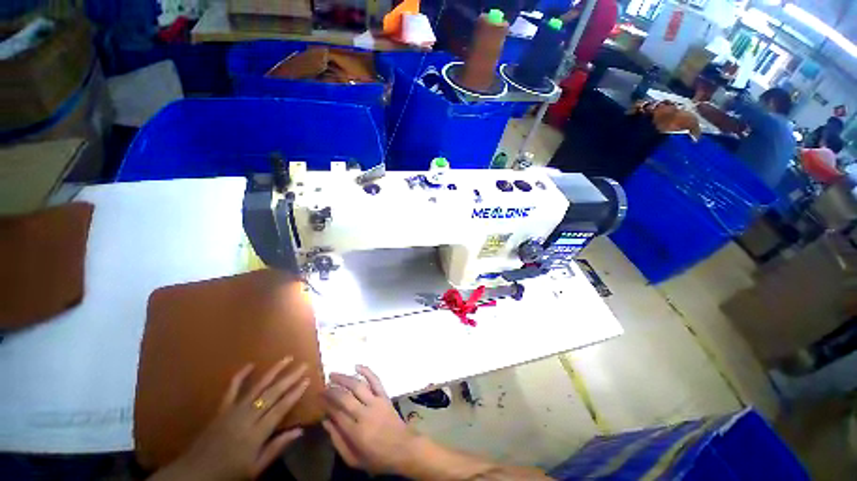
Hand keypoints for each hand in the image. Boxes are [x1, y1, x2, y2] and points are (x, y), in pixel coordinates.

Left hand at [151, 357, 309, 480]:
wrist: (193, 475)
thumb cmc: (228, 474)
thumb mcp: (255, 469)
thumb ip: (276, 448)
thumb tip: (300, 431)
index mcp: (255, 434)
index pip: (280, 409)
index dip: (295, 393)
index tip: (307, 380)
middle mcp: (246, 418)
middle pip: (271, 394)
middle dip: (289, 378)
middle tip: (304, 365)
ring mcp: (232, 411)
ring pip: (256, 387)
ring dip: (273, 372)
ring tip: (286, 358)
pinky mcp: (221, 410)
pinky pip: (231, 390)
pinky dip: (240, 376)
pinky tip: (251, 364)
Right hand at [322, 366, 417, 474]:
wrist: (403, 448)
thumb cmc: (377, 457)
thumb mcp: (354, 459)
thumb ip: (338, 441)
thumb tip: (326, 422)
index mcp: (356, 432)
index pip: (336, 413)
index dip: (326, 404)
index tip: (318, 398)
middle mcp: (365, 414)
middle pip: (345, 398)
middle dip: (331, 391)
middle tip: (322, 387)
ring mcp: (376, 402)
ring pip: (358, 386)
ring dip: (344, 378)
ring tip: (332, 374)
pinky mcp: (385, 396)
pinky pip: (375, 381)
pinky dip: (367, 371)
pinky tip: (357, 366)